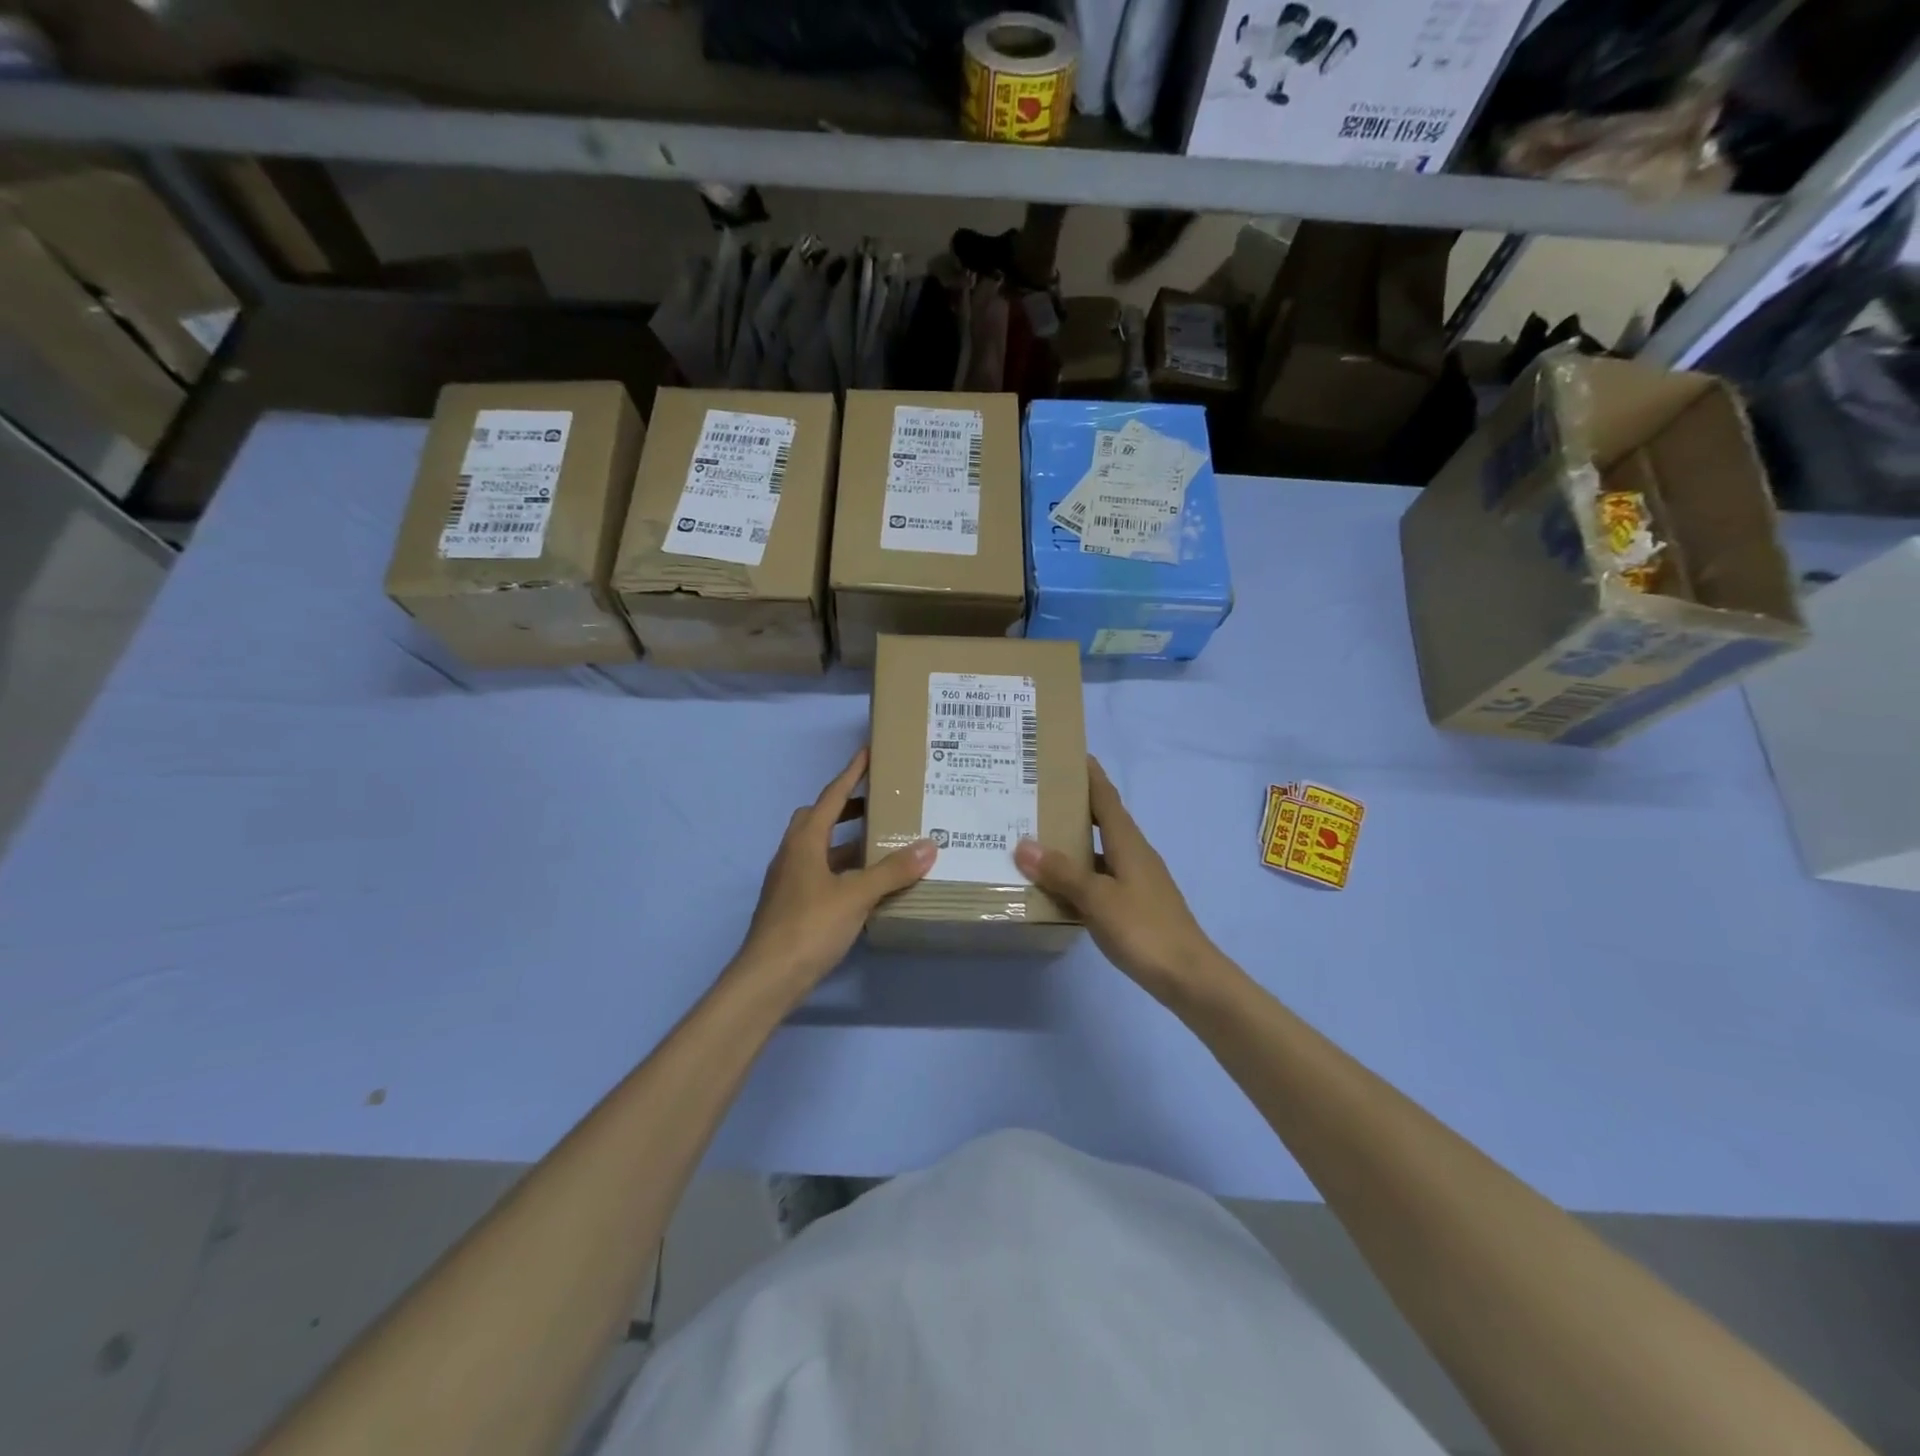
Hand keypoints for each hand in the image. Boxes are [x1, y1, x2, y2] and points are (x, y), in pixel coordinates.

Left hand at [732, 746, 935, 998]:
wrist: (767, 978)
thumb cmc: (809, 927)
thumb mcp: (856, 896)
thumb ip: (892, 871)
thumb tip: (928, 845)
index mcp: (805, 841)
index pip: (831, 796)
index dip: (851, 774)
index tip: (868, 753)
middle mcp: (793, 853)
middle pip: (820, 818)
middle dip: (848, 807)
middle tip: (880, 804)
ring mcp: (789, 880)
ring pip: (820, 847)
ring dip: (846, 840)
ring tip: (881, 842)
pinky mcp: (792, 904)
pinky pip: (821, 872)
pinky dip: (843, 867)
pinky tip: (865, 883)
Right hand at [1015, 757, 1221, 1002]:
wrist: (1188, 976)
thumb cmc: (1143, 928)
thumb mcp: (1097, 898)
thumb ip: (1062, 872)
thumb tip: (1023, 844)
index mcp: (1128, 842)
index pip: (1106, 797)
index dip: (1090, 774)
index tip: (1069, 753)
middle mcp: (1134, 853)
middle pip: (1102, 820)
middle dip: (1074, 805)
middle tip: (1037, 795)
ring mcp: (1137, 879)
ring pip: (1099, 850)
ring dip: (1073, 842)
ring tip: (1037, 837)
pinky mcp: (1135, 903)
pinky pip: (1101, 876)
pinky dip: (1079, 873)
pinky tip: (1058, 885)